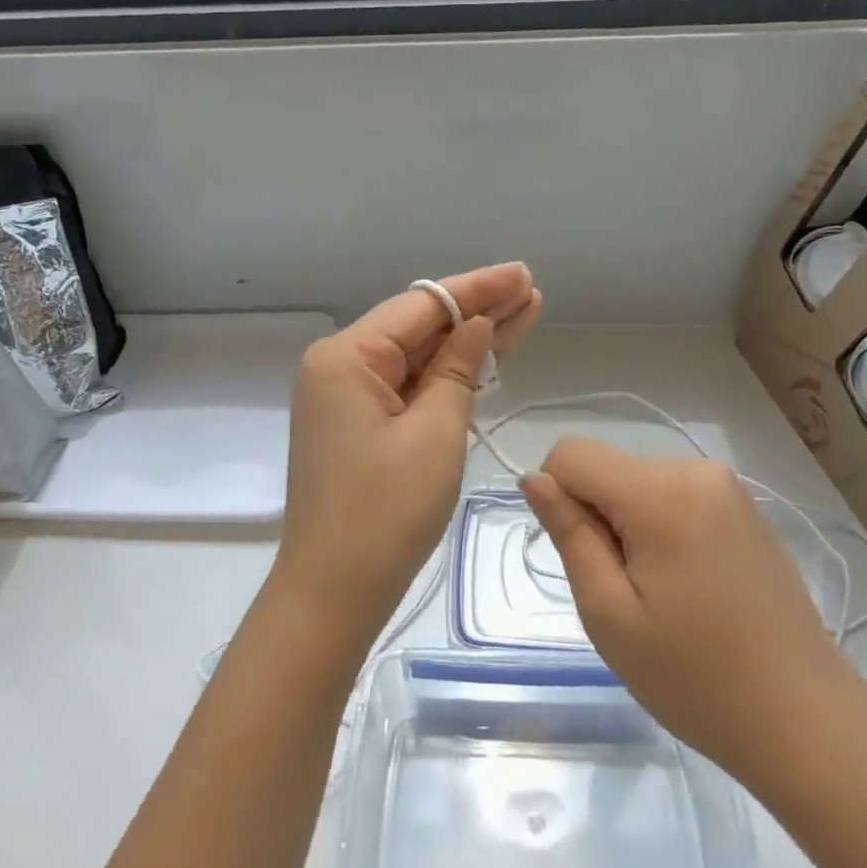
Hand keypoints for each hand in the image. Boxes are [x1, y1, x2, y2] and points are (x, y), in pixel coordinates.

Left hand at [274, 263, 541, 644]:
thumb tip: (476, 325)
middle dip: (477, 310)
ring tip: (524, 312)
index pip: (422, 305)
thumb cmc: (386, 512)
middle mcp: (339, 365)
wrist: (334, 592)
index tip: (522, 275)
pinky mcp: (359, 423)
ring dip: (468, 341)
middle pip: (419, 326)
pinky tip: (487, 354)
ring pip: (417, 355)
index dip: (478, 289)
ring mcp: (347, 396)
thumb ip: (458, 369)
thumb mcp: (435, 433)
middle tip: (531, 290)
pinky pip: (408, 386)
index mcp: (346, 356)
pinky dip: (447, 375)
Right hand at [522, 439, 861, 789]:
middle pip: (607, 467)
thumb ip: (569, 534)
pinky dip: (661, 526)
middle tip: (627, 590)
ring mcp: (726, 486)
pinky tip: (689, 584)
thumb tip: (534, 479)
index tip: (586, 558)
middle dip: (598, 516)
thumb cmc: (696, 678)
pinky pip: (673, 494)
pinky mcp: (744, 507)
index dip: (559, 499)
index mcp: (661, 492)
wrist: (806, 721)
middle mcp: (695, 470)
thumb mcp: (610, 614)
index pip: (571, 453)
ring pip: (637, 481)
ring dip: (629, 524)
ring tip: (661, 592)